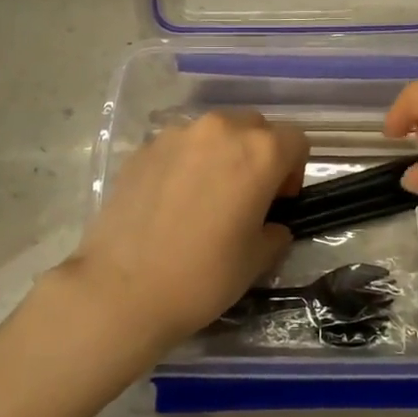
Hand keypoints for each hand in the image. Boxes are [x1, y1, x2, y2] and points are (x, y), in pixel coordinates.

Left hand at [63, 111, 307, 351]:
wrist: (121, 289)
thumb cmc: (202, 276)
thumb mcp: (257, 260)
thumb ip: (275, 231)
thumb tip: (271, 225)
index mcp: (259, 152)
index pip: (296, 141)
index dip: (295, 171)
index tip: (278, 203)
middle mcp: (220, 130)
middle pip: (255, 127)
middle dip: (259, 155)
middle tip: (247, 196)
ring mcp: (177, 135)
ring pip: (215, 132)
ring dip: (222, 154)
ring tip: (206, 196)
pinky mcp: (144, 148)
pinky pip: (180, 146)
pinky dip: (187, 163)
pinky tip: (172, 202)